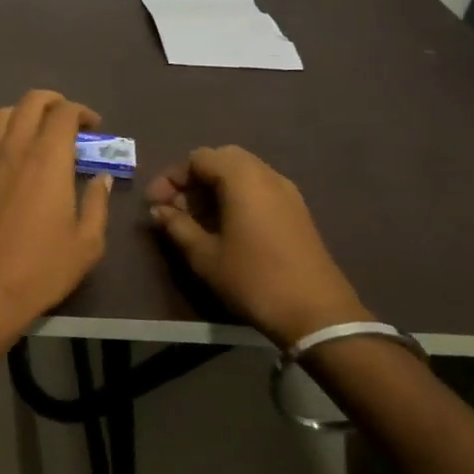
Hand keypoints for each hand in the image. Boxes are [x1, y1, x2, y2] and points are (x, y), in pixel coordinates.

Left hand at [0, 91, 111, 347]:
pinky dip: (3, 136)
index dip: (82, 112)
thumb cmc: (42, 266)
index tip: (94, 127)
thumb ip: (97, 203)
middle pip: (30, 102)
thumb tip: (100, 178)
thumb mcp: (87, 241)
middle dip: (53, 102)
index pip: (63, 113)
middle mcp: (14, 148)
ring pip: (1, 115)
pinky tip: (14, 159)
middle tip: (69, 120)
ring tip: (39, 132)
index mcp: (47, 157)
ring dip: (23, 113)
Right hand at [146, 146, 369, 348]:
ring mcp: (286, 192)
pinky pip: (259, 188)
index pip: (198, 158)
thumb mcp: (204, 255)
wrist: (318, 314)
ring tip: (196, 220)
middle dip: (193, 179)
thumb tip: (159, 211)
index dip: (171, 178)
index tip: (155, 205)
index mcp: (242, 178)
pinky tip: (225, 227)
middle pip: (221, 159)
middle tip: (176, 207)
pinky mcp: (297, 210)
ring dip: (214, 188)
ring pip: (242, 173)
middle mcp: (266, 175)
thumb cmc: (253, 279)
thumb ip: (177, 226)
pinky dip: (236, 197)